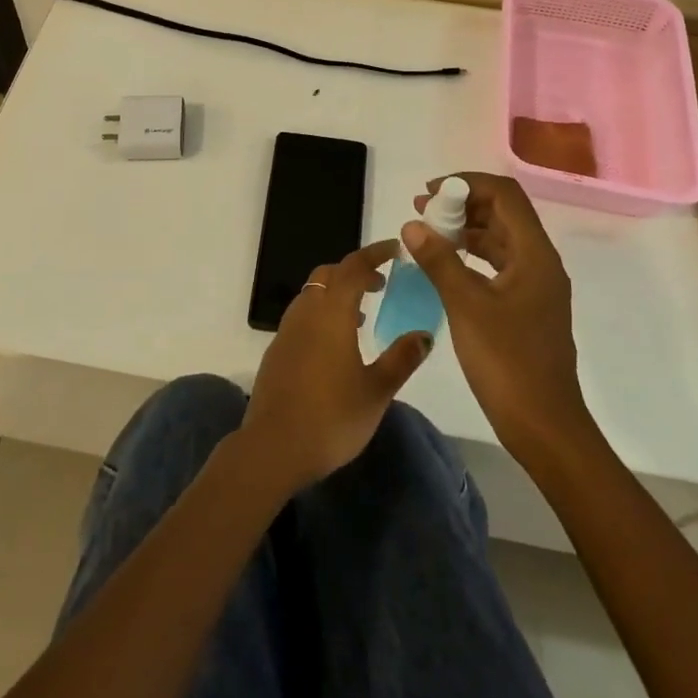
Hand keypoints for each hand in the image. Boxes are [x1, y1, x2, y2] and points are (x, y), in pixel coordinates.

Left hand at [239, 240, 432, 493]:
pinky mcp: (277, 349)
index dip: (375, 254)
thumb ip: (401, 359)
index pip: (354, 267)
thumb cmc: (332, 417)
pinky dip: (322, 313)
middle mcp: (306, 311)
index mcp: (332, 311)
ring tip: (361, 316)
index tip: (395, 250)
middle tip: (381, 284)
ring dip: (336, 293)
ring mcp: (287, 330)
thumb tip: (424, 334)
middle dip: (355, 272)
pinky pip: (303, 315)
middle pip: (329, 274)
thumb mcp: (376, 391)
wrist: (273, 447)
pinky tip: (335, 344)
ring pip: (312, 293)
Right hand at [405, 173, 591, 461]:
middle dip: (462, 204)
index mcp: (534, 254)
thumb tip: (413, 224)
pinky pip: (498, 264)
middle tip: (422, 211)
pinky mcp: (526, 306)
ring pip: (500, 239)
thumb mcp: (466, 306)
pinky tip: (444, 264)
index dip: (467, 184)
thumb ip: (439, 260)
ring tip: (426, 233)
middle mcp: (540, 262)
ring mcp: (535, 286)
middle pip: (503, 213)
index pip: (505, 195)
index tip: (430, 193)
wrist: (544, 426)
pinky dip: (471, 255)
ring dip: (465, 229)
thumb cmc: (508, 362)